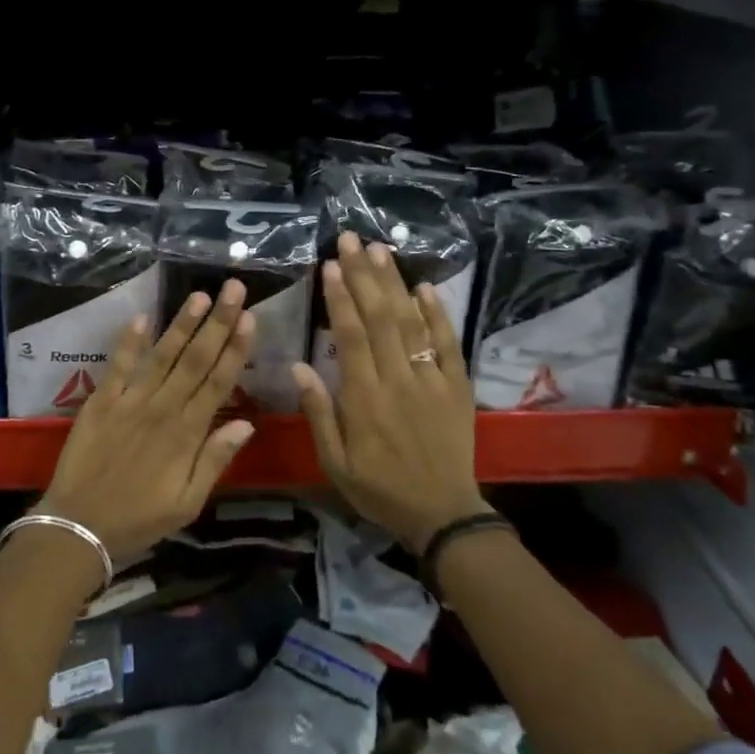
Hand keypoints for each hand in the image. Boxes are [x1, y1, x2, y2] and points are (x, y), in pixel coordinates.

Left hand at [37, 281, 257, 567]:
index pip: (219, 382)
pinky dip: (128, 341)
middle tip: (234, 289)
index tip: (250, 318)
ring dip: (181, 324)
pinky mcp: (101, 402)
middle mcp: (163, 409)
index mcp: (187, 434)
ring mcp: (130, 402)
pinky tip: (140, 316)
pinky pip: (117, 366)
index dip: (236, 349)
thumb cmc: (139, 519)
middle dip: (217, 322)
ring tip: (199, 294)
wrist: (79, 526)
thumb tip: (247, 423)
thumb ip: (216, 460)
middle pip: (196, 359)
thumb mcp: (188, 503)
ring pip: (162, 356)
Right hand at [292, 232, 488, 552]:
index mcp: (364, 399)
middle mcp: (398, 380)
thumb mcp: (335, 462)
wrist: (442, 513)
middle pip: (380, 318)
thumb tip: (298, 366)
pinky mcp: (456, 386)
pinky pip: (447, 344)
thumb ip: (318, 413)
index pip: (350, 337)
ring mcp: (431, 380)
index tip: (330, 266)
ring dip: (395, 284)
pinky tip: (424, 287)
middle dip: (363, 276)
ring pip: (411, 323)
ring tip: (380, 250)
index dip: (340, 299)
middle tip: (350, 240)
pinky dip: (437, 314)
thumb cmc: (379, 488)